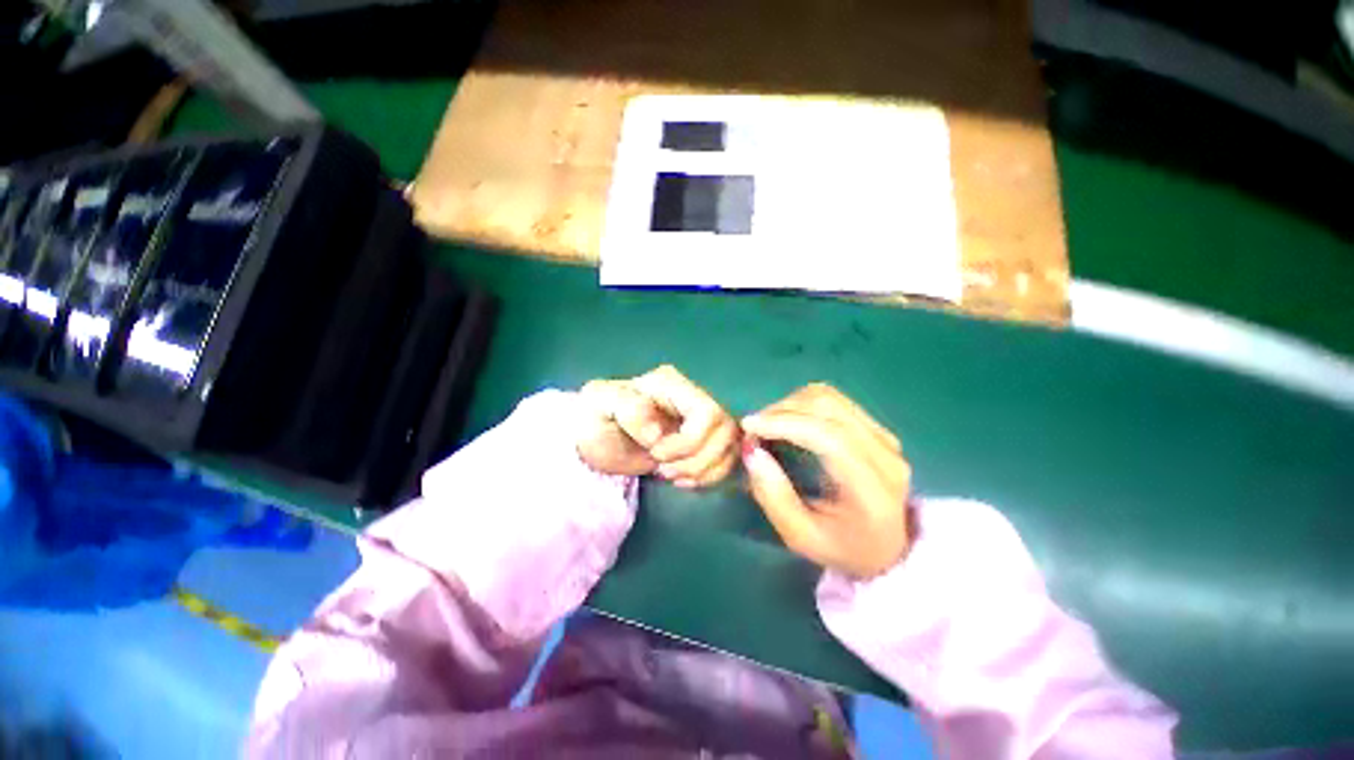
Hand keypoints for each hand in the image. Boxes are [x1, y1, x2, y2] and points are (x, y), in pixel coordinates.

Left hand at [578, 365, 738, 486]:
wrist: (597, 438)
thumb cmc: (596, 419)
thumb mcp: (601, 406)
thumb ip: (629, 409)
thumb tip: (659, 434)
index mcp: (672, 385)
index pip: (708, 412)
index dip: (690, 441)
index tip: (657, 454)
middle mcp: (693, 398)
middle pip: (726, 430)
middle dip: (697, 459)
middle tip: (664, 469)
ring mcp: (701, 421)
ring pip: (731, 446)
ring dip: (704, 470)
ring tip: (671, 475)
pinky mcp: (704, 442)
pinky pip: (726, 460)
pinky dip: (709, 477)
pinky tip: (684, 480)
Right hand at [740, 384, 911, 577]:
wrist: (888, 549)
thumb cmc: (841, 548)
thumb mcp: (800, 536)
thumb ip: (773, 495)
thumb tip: (751, 450)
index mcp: (871, 488)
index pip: (828, 437)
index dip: (785, 423)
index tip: (748, 426)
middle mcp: (884, 454)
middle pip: (828, 408)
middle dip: (781, 411)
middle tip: (753, 429)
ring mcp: (884, 436)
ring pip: (829, 397)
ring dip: (790, 403)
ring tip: (768, 424)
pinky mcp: (877, 428)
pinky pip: (835, 400)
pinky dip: (804, 403)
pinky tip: (789, 420)